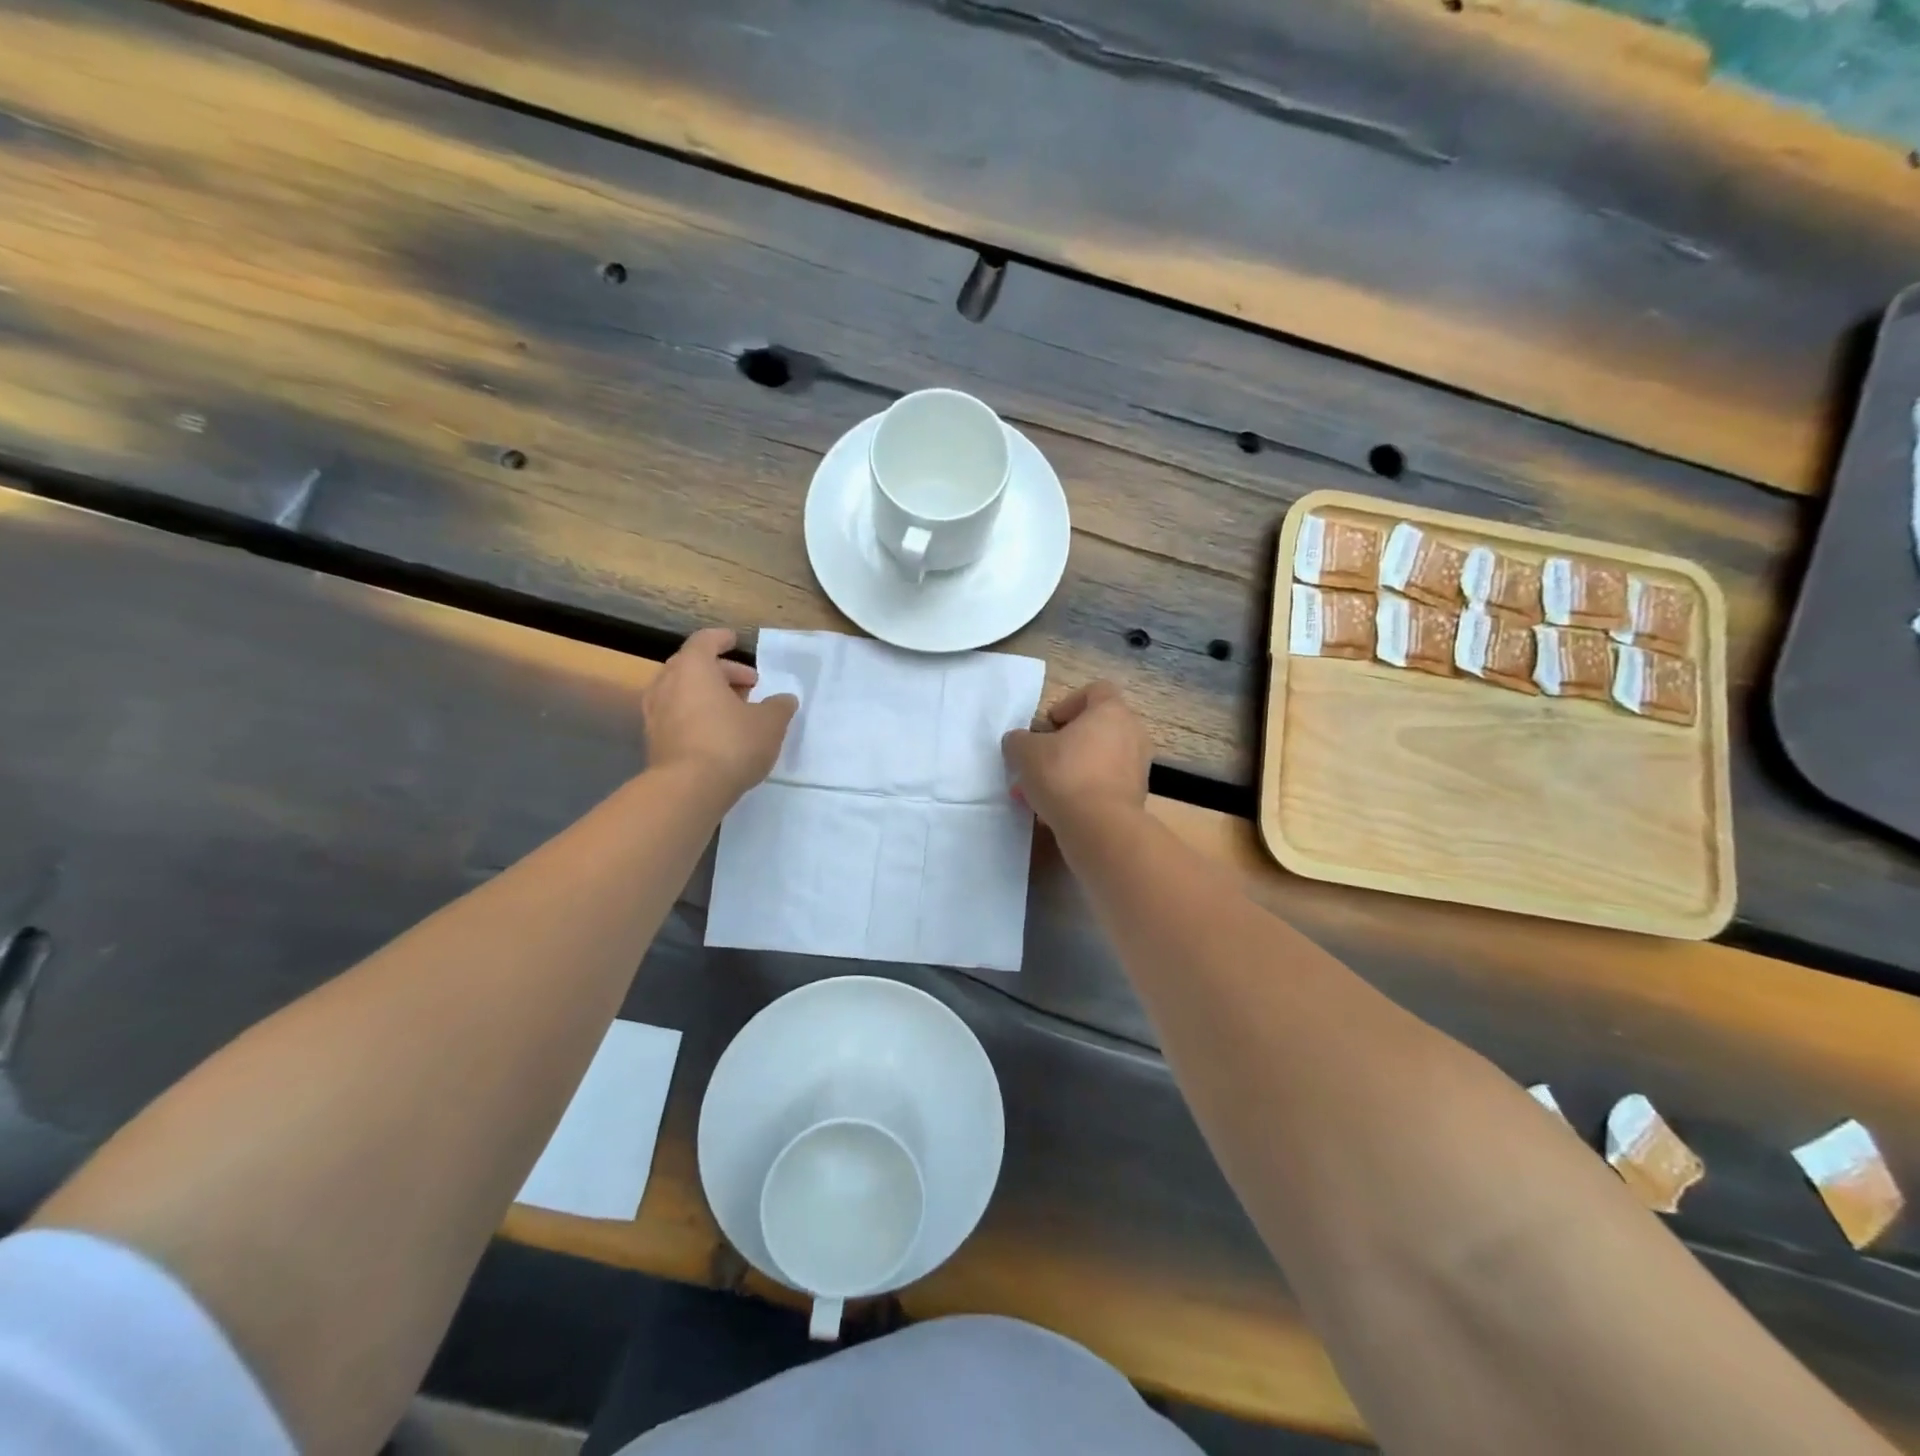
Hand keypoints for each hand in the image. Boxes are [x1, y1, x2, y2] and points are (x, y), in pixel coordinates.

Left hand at [642, 628, 796, 801]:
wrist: (688, 790)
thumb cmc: (731, 743)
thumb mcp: (769, 724)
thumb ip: (779, 707)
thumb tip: (784, 699)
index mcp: (693, 668)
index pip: (705, 641)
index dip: (722, 639)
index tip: (735, 641)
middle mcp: (667, 683)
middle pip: (692, 666)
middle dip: (721, 672)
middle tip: (748, 684)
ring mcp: (655, 713)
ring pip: (682, 692)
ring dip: (707, 695)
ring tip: (734, 710)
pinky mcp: (653, 740)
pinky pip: (676, 715)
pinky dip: (696, 715)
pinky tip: (717, 732)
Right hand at [1002, 680, 1151, 829]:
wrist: (1100, 828)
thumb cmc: (1064, 775)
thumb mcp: (1025, 752)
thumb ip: (1019, 741)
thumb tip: (1018, 742)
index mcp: (1111, 712)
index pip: (1096, 691)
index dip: (1068, 703)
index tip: (1048, 725)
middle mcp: (1132, 734)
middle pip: (1096, 729)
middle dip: (1065, 744)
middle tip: (1040, 760)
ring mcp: (1137, 767)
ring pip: (1098, 761)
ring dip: (1070, 771)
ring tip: (1040, 793)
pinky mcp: (1135, 798)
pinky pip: (1104, 786)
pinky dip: (1082, 793)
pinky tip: (1056, 812)